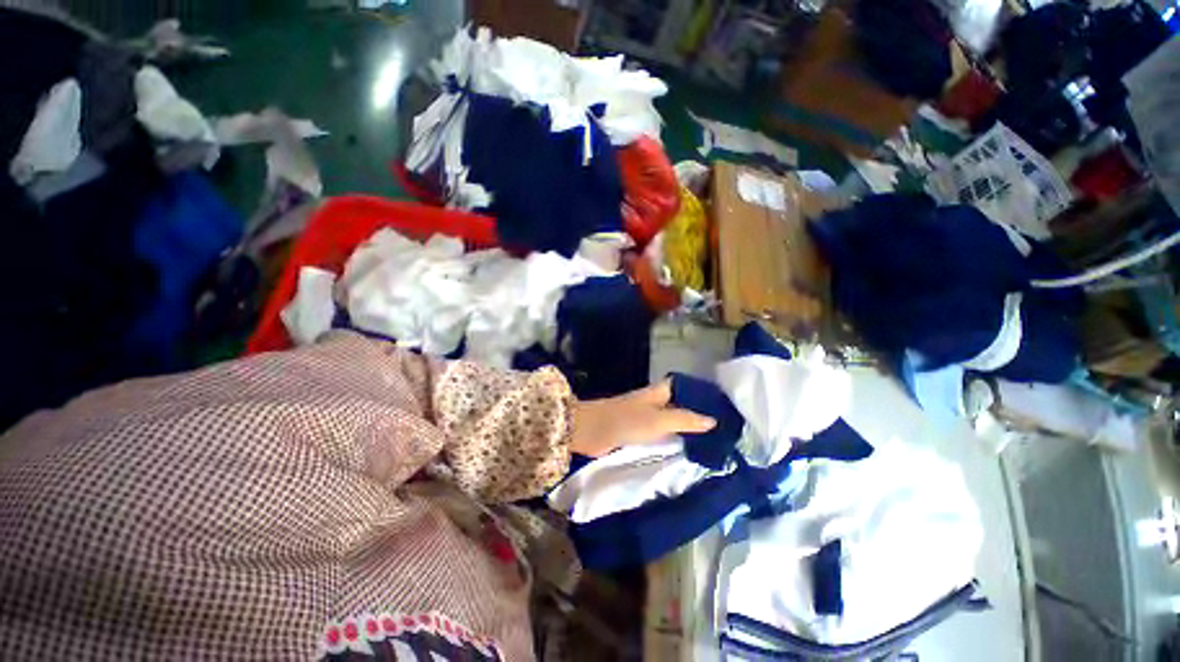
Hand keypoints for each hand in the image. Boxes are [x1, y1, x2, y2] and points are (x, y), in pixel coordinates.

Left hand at [570, 380, 715, 457]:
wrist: (591, 431)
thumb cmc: (626, 421)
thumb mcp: (659, 420)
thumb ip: (685, 420)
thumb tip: (713, 420)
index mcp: (659, 392)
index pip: (686, 387)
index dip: (702, 393)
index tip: (724, 405)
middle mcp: (654, 401)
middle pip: (680, 403)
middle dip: (698, 413)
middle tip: (724, 427)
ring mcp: (645, 416)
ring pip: (671, 418)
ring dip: (687, 426)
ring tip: (712, 439)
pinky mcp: (637, 431)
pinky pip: (661, 432)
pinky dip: (673, 437)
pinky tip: (686, 447)